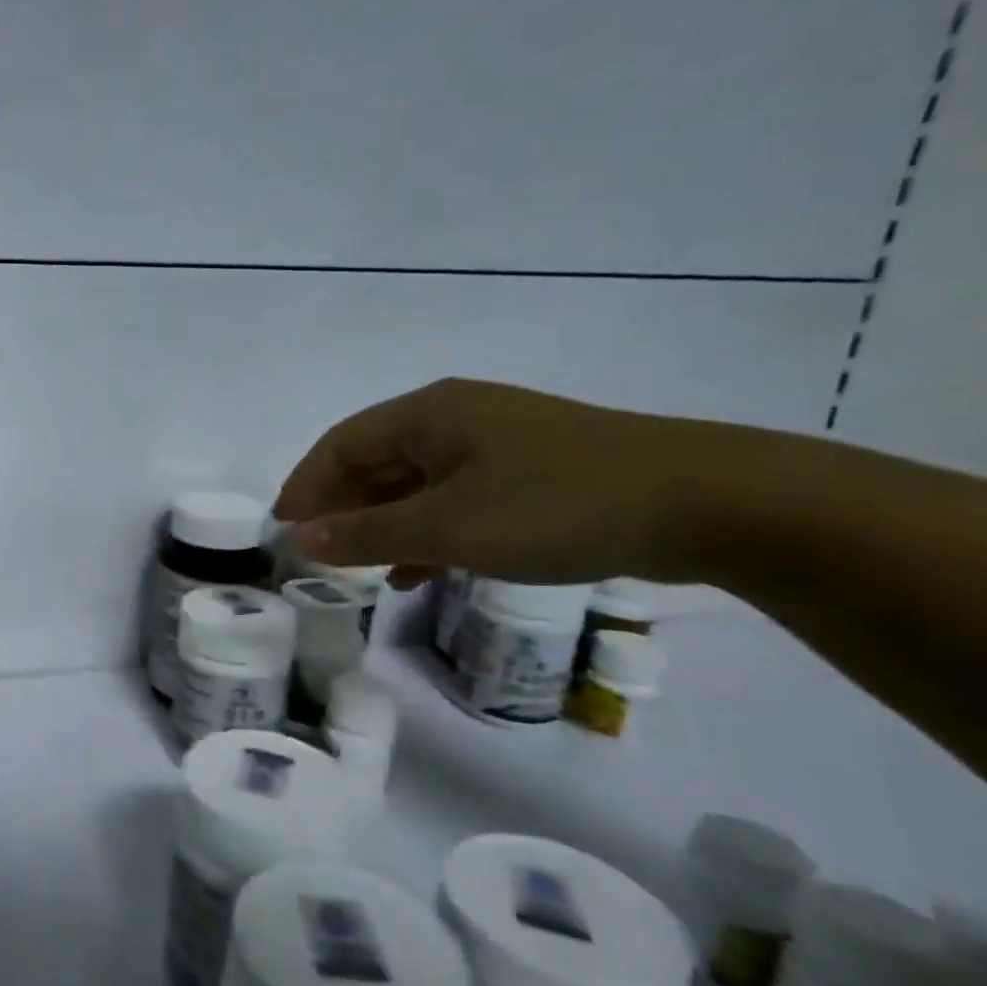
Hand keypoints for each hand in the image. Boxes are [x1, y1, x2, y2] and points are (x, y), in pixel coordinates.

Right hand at [271, 378, 701, 582]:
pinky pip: (454, 501)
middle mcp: (456, 419)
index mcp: (429, 413)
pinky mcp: (529, 475)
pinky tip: (418, 572)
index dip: (305, 485)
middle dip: (341, 508)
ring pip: (415, 484)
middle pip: (375, 461)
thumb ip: (368, 534)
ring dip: (382, 525)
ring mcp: (496, 446)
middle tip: (314, 553)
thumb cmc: (556, 505)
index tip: (281, 528)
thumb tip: (300, 539)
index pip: (341, 444)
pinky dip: (427, 533)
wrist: (705, 503)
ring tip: (358, 569)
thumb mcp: (449, 526)